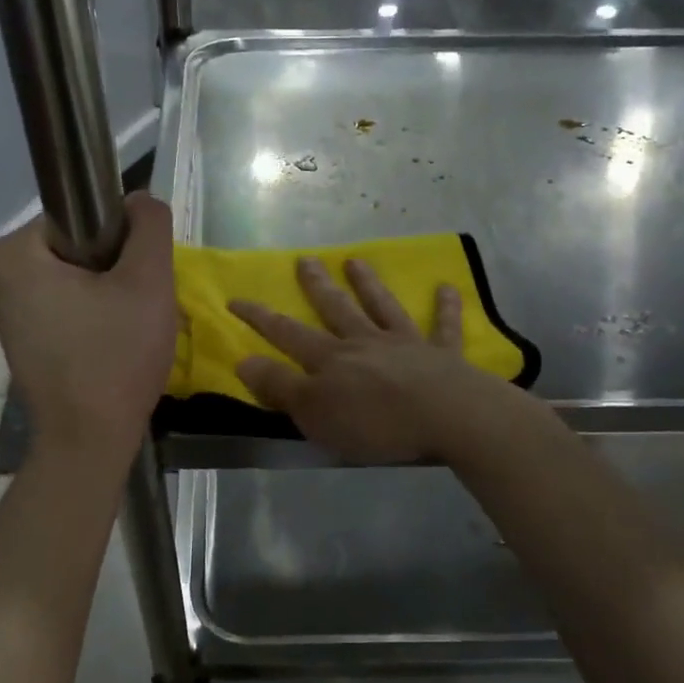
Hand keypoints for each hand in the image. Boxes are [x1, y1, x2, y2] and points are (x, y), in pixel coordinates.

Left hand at [0, 193, 176, 459]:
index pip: (84, 217)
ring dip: (109, 296)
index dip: (123, 244)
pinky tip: (109, 346)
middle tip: (136, 309)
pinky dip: (94, 318)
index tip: (136, 282)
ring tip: (125, 330)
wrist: (89, 440)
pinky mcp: (22, 338)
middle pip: (81, 248)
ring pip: (78, 279)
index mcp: (15, 251)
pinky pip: (68, 307)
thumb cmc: (115, 358)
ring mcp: (7, 310)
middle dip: (116, 272)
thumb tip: (141, 200)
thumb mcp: (148, 282)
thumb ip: (150, 226)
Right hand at [230, 257, 490, 463]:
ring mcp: (405, 344)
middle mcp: (365, 343)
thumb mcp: (314, 413)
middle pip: (336, 309)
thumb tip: (243, 360)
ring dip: (368, 284)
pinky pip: (444, 327)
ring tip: (355, 261)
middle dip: (317, 286)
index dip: (260, 318)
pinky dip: (446, 308)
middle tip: (305, 260)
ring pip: (382, 307)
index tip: (236, 299)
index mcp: (331, 360)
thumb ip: (280, 386)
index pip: (287, 333)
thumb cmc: (375, 422)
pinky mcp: (443, 355)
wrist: (447, 417)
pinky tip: (447, 287)